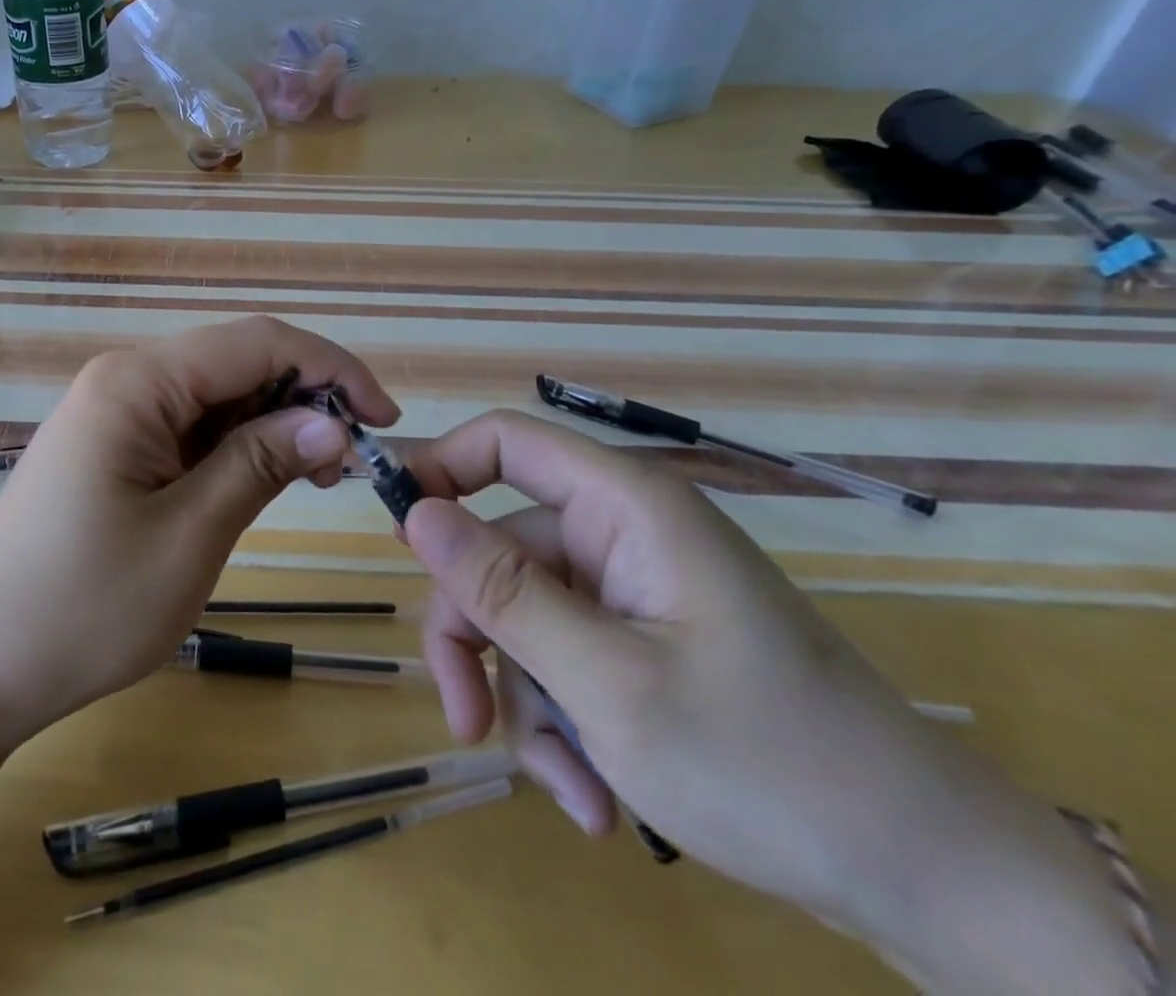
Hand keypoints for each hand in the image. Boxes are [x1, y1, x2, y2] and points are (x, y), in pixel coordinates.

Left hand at [0, 316, 396, 747]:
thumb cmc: (81, 608)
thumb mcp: (189, 537)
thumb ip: (260, 465)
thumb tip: (332, 421)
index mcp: (138, 381)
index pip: (257, 342)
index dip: (331, 369)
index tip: (385, 419)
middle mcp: (126, 378)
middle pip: (238, 362)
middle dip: (306, 397)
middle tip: (352, 462)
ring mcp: (117, 411)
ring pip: (219, 395)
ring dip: (275, 424)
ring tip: (318, 477)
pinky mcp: (116, 445)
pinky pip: (192, 426)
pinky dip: (238, 447)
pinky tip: (266, 479)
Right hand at [401, 410, 1144, 991]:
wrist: (925, 878)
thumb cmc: (767, 762)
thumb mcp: (608, 682)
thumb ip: (503, 590)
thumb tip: (413, 512)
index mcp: (625, 506)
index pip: (507, 441)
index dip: (440, 467)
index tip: (393, 531)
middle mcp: (622, 533)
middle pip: (501, 550)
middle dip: (480, 639)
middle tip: (469, 722)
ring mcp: (632, 590)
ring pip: (526, 618)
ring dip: (527, 703)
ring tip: (571, 792)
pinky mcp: (642, 641)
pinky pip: (564, 659)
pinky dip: (563, 723)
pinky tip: (595, 797)